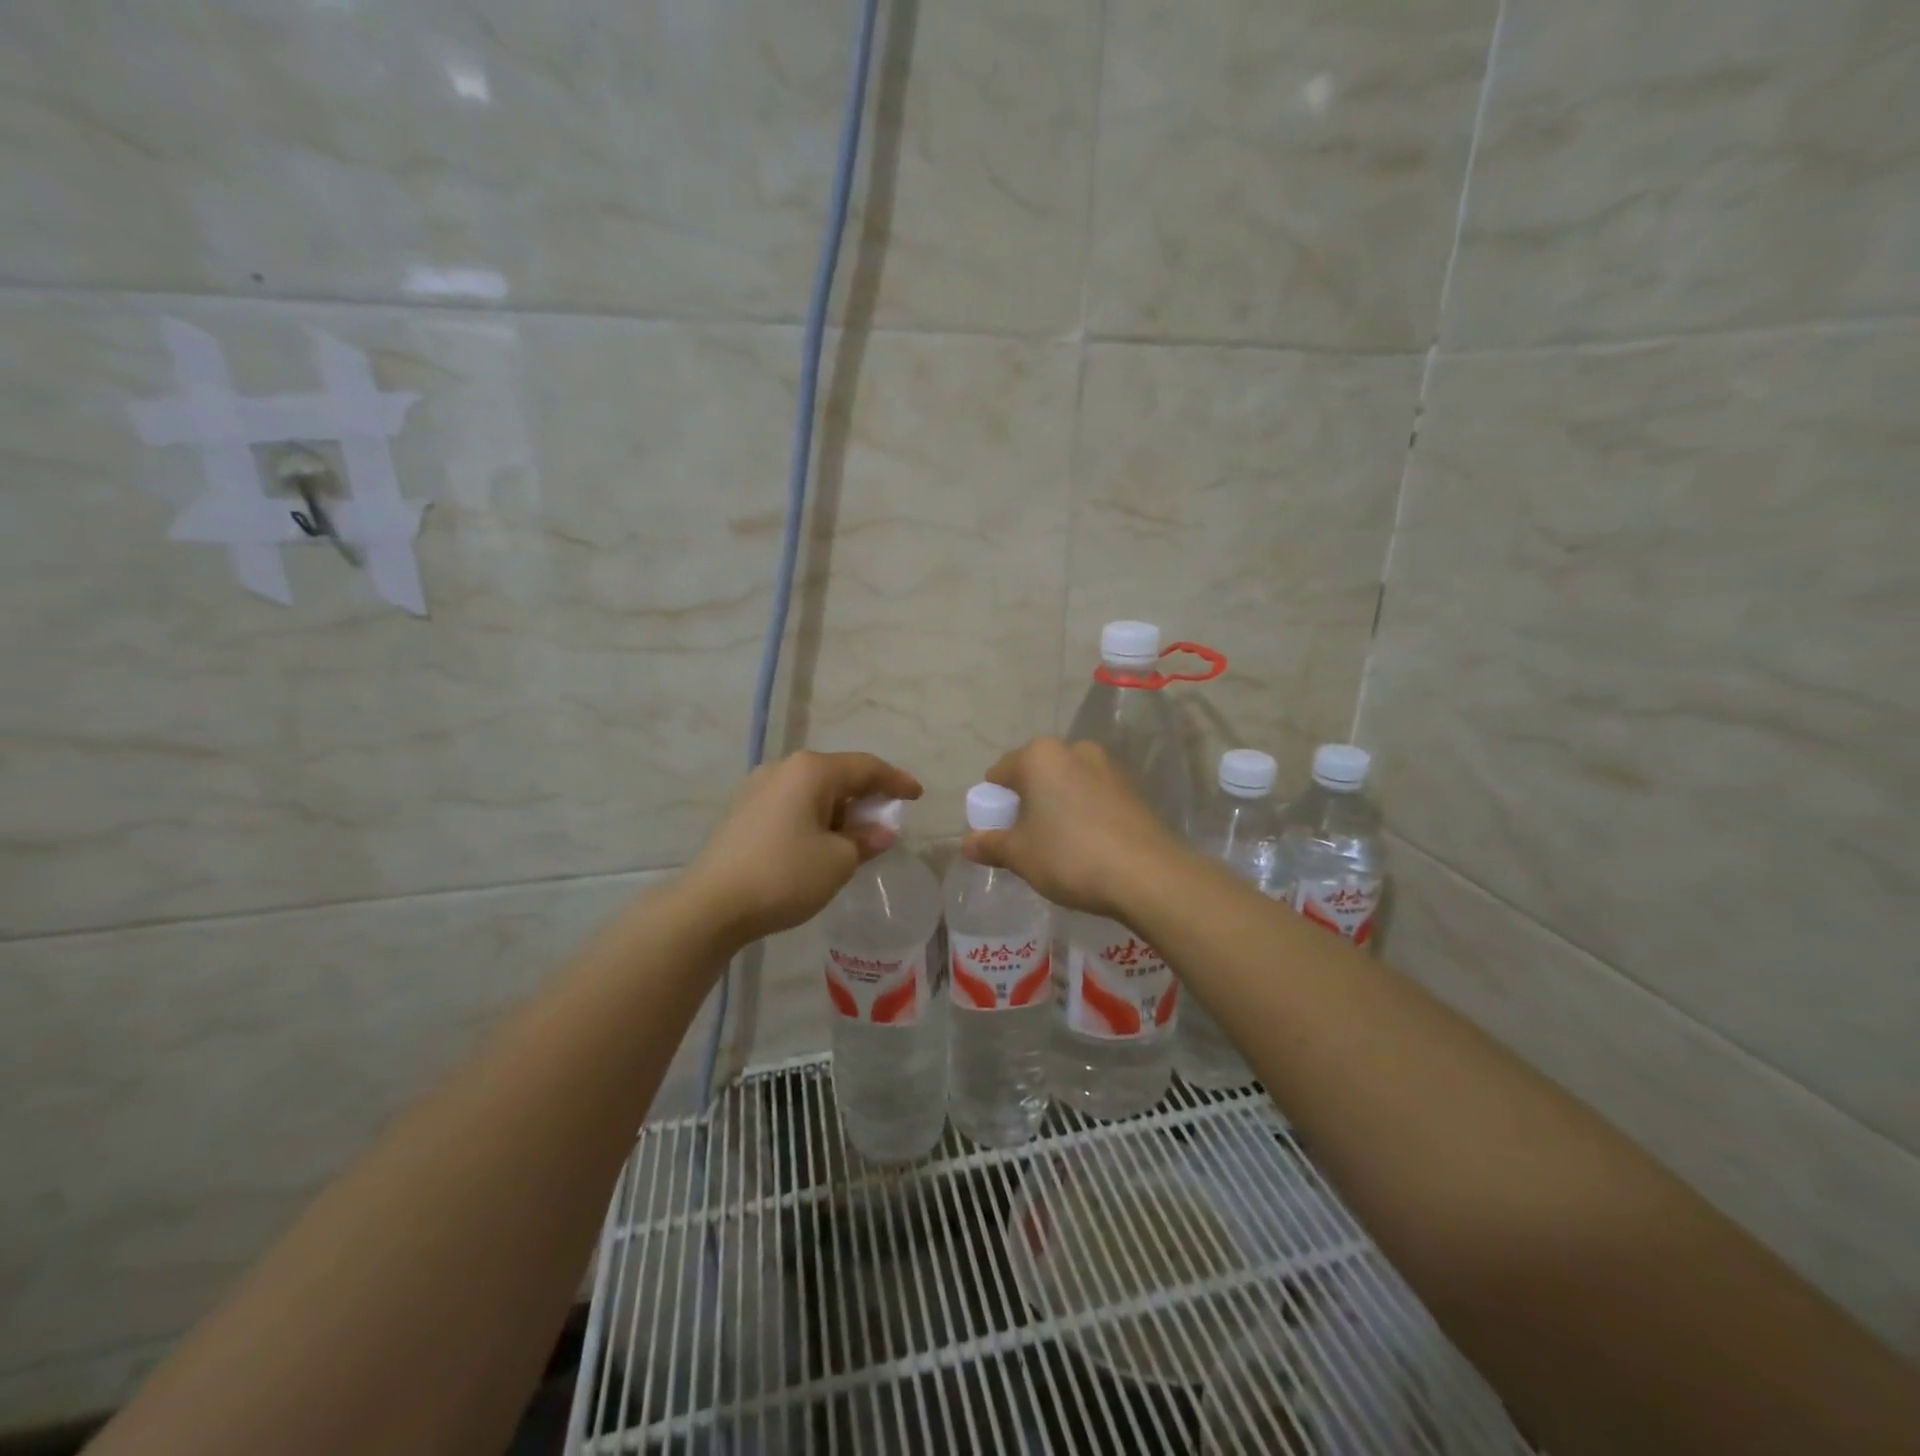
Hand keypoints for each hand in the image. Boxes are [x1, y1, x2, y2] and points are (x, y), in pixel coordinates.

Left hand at [679, 750, 921, 946]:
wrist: (710, 905)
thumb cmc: (784, 875)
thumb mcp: (838, 861)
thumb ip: (865, 840)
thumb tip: (880, 831)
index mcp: (811, 771)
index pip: (866, 767)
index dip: (896, 781)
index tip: (917, 795)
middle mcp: (783, 768)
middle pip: (838, 774)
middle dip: (866, 796)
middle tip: (887, 819)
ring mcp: (757, 787)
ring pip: (812, 790)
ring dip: (839, 809)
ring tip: (856, 836)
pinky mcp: (742, 811)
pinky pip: (791, 804)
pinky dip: (814, 817)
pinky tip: (820, 841)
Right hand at [960, 737, 1181, 919]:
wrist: (1148, 875)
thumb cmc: (1070, 856)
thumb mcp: (1021, 855)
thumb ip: (991, 845)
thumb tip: (966, 844)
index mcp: (1040, 756)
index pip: (1000, 772)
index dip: (993, 803)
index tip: (997, 833)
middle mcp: (1075, 749)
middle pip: (1036, 774)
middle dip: (1027, 802)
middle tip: (1026, 840)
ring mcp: (1108, 767)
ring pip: (1067, 784)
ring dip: (1057, 806)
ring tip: (1059, 845)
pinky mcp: (1133, 789)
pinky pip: (1094, 796)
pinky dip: (1084, 813)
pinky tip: (1089, 845)